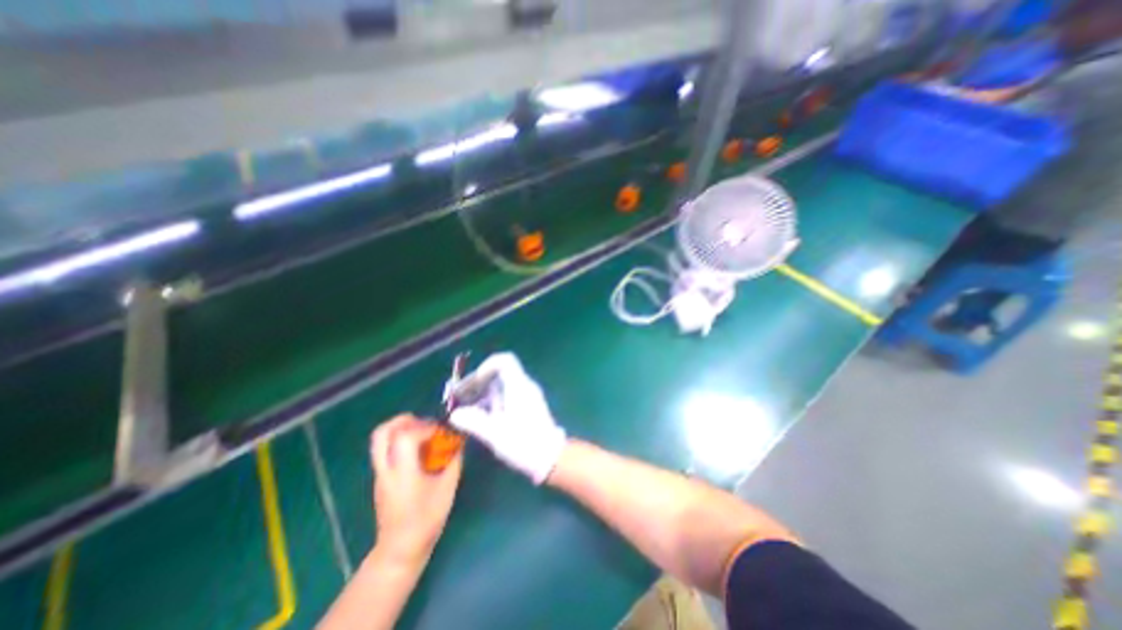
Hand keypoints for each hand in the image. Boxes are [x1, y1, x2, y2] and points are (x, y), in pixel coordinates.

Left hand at [372, 416, 462, 568]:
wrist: (400, 550)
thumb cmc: (426, 519)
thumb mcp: (447, 489)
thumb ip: (453, 461)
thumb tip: (459, 443)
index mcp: (403, 472)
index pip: (405, 437)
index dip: (424, 428)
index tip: (441, 431)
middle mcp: (387, 469)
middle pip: (381, 434)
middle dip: (401, 421)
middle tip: (421, 421)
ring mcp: (380, 475)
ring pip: (380, 441)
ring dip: (399, 430)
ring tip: (420, 432)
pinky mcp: (381, 479)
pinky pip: (385, 451)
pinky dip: (399, 442)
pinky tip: (417, 450)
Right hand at [451, 355, 566, 482]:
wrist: (551, 457)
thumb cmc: (524, 443)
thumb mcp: (496, 434)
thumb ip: (474, 422)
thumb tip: (455, 415)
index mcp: (519, 386)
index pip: (505, 361)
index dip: (487, 366)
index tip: (474, 382)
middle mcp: (524, 387)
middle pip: (500, 374)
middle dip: (479, 384)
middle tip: (462, 399)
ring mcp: (527, 396)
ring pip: (502, 386)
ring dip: (484, 395)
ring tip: (467, 411)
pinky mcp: (528, 407)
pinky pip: (507, 396)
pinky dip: (493, 402)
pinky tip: (482, 419)